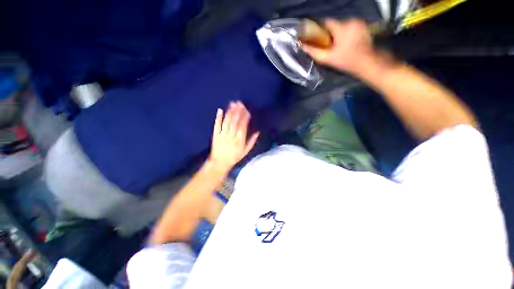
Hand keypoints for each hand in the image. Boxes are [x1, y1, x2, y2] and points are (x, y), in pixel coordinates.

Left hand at [209, 101, 258, 171]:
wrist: (220, 163)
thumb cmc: (234, 157)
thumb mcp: (245, 151)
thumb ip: (251, 141)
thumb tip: (257, 132)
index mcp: (239, 140)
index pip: (243, 126)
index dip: (245, 117)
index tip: (247, 110)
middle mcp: (231, 136)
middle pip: (235, 122)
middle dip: (238, 111)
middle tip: (240, 103)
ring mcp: (222, 135)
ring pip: (227, 122)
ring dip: (230, 112)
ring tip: (233, 104)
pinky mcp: (215, 135)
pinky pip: (217, 125)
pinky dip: (218, 118)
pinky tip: (220, 110)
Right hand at [303, 19, 374, 73]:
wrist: (367, 62)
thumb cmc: (346, 61)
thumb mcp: (328, 58)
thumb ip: (314, 52)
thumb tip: (302, 46)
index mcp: (341, 28)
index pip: (326, 22)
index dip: (319, 29)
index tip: (316, 37)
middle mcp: (351, 21)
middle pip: (334, 25)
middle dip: (329, 34)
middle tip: (327, 45)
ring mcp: (359, 23)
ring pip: (342, 26)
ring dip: (337, 34)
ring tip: (337, 45)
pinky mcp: (363, 26)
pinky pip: (349, 27)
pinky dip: (345, 33)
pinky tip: (345, 43)